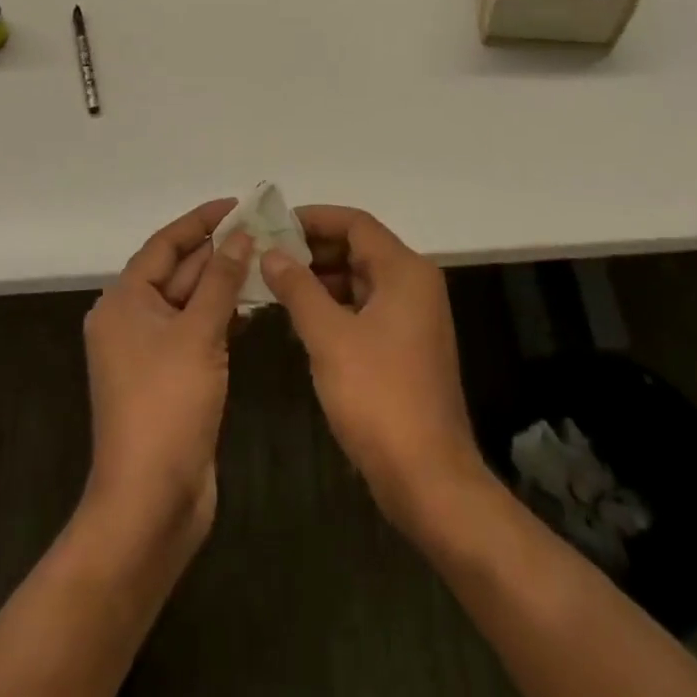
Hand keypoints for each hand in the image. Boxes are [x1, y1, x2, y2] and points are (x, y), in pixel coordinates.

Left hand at [82, 199, 250, 554]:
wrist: (150, 503)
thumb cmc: (167, 406)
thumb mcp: (197, 334)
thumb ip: (221, 281)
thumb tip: (241, 236)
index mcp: (124, 302)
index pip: (164, 245)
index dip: (200, 221)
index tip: (237, 204)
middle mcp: (132, 320)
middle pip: (178, 271)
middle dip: (219, 251)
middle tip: (265, 230)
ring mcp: (152, 352)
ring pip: (192, 302)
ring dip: (225, 283)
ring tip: (269, 259)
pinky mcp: (172, 377)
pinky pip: (198, 331)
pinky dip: (224, 315)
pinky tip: (257, 306)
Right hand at [260, 206, 488, 534]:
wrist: (428, 477)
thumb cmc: (378, 396)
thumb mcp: (329, 337)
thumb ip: (298, 289)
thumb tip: (271, 253)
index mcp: (405, 271)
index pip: (356, 223)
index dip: (314, 218)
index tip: (274, 224)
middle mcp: (414, 284)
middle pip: (360, 248)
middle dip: (314, 249)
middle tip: (267, 254)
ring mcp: (413, 317)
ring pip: (361, 279)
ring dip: (321, 278)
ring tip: (275, 284)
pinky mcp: (406, 346)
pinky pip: (366, 308)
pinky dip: (335, 305)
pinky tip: (301, 318)